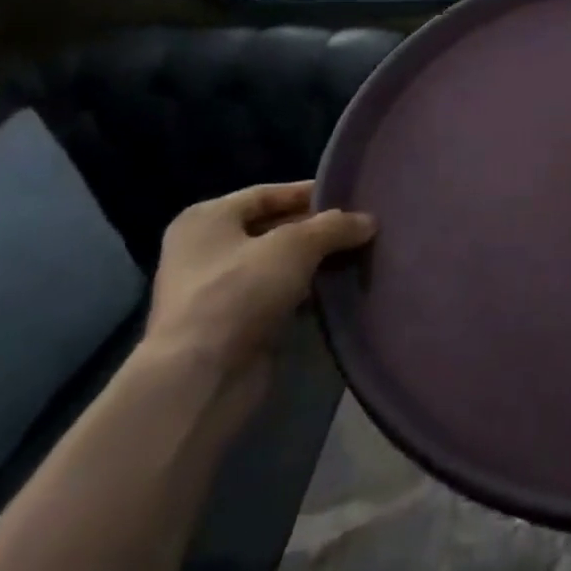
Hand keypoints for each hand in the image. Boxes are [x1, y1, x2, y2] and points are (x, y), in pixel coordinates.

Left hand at [142, 182, 373, 399]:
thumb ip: (334, 226)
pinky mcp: (231, 325)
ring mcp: (215, 290)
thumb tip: (368, 221)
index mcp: (207, 219)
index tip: (351, 198)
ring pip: (278, 264)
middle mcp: (205, 250)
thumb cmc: (239, 292)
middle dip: (317, 230)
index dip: (310, 193)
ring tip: (357, 256)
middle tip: (359, 228)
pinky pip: (277, 295)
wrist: (201, 378)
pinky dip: (305, 292)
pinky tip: (336, 290)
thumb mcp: (296, 245)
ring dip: (314, 262)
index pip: (268, 193)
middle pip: (273, 228)